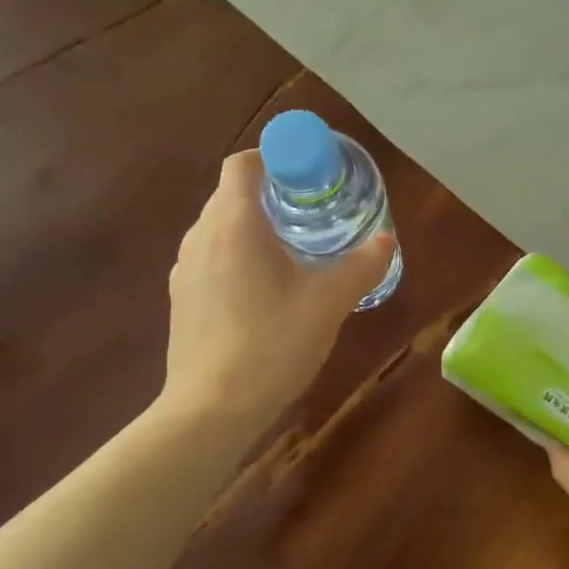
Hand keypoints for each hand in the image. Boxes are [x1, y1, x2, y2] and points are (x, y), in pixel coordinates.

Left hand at [162, 150, 394, 431]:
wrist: (211, 409)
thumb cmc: (272, 343)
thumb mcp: (329, 302)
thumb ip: (361, 266)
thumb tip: (386, 241)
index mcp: (233, 223)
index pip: (244, 163)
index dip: (275, 159)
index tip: (308, 178)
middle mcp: (200, 236)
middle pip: (232, 196)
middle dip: (272, 198)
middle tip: (312, 218)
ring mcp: (184, 269)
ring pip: (221, 230)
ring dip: (254, 231)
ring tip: (292, 257)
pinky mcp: (181, 300)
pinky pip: (212, 260)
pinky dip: (237, 260)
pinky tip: (264, 296)